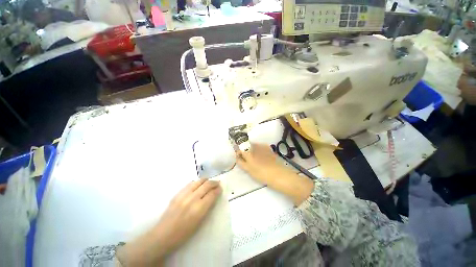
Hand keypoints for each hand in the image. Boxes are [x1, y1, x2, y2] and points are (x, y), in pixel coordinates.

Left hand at [117, 179, 221, 266]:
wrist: (163, 235)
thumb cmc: (184, 233)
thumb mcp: (200, 222)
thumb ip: (207, 207)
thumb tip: (213, 196)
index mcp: (199, 209)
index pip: (212, 194)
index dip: (218, 189)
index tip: (221, 188)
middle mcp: (192, 199)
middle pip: (207, 185)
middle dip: (214, 182)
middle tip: (218, 183)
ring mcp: (184, 195)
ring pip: (199, 181)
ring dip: (206, 180)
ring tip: (209, 182)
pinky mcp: (177, 193)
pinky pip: (190, 183)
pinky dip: (197, 182)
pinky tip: (198, 185)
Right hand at [236, 143, 313, 205]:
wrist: (278, 174)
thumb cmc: (261, 173)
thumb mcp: (248, 169)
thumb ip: (241, 162)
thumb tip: (237, 156)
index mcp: (248, 151)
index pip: (239, 148)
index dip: (238, 152)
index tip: (239, 157)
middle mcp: (254, 146)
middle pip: (246, 146)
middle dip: (245, 151)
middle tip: (247, 159)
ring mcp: (262, 146)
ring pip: (253, 146)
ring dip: (252, 150)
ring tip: (255, 159)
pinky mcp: (268, 148)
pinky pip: (260, 147)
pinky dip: (258, 150)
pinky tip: (262, 157)